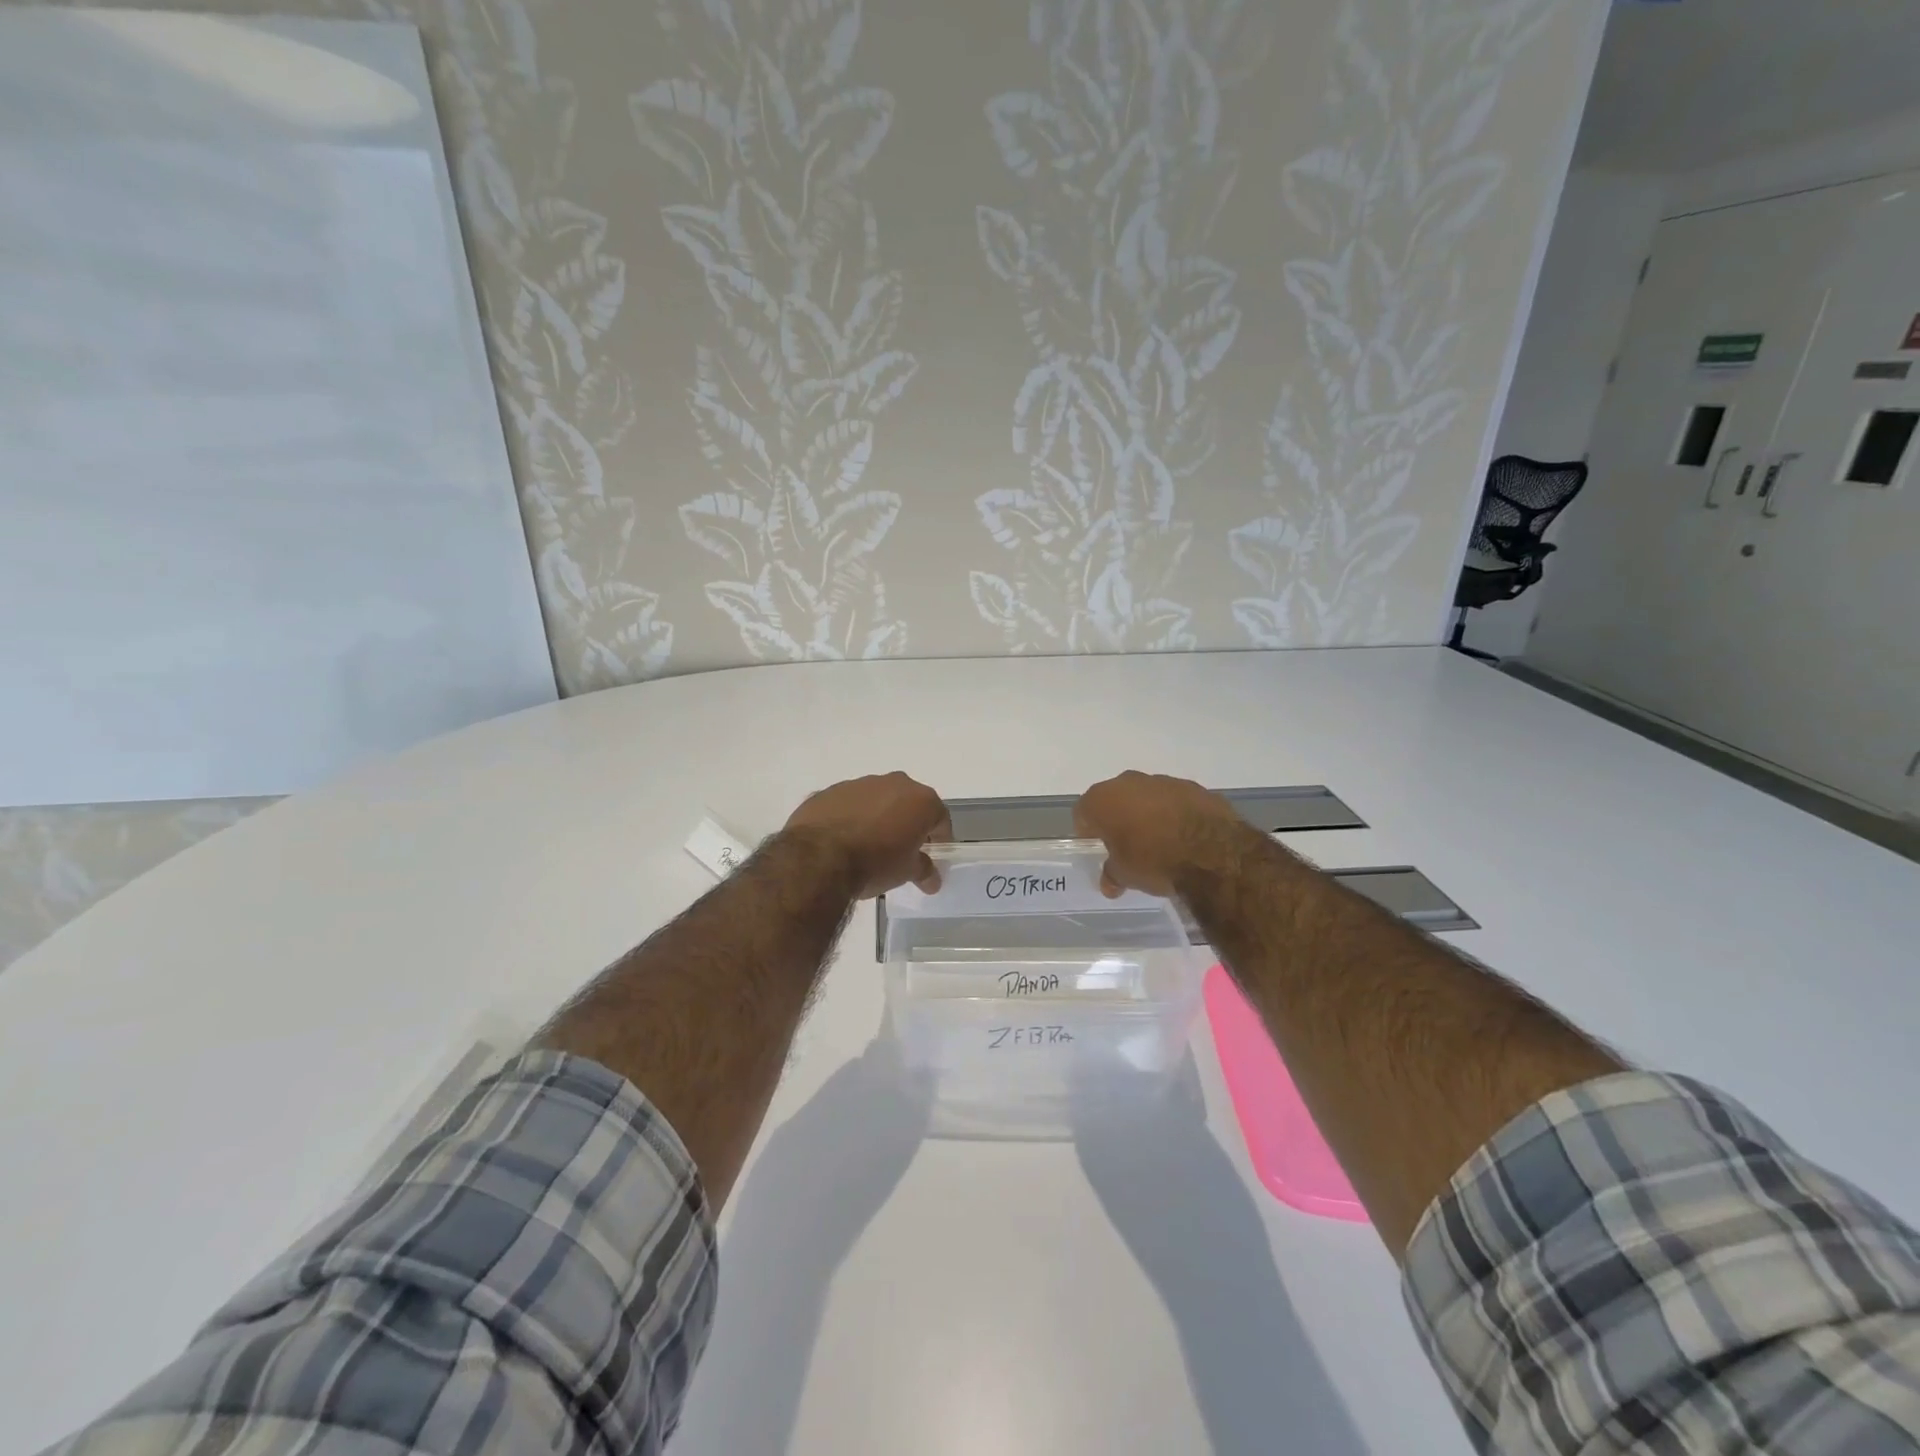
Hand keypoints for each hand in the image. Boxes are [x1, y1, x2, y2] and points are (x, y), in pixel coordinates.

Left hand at [784, 772, 951, 897]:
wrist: (818, 858)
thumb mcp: (906, 872)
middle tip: (902, 850)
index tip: (932, 856)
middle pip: (909, 803)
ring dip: (878, 818)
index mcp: (920, 799)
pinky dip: (851, 818)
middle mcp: (893, 783)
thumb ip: (924, 870)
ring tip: (868, 846)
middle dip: (908, 824)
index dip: (939, 839)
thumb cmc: (875, 862)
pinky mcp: (830, 791)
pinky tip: (842, 841)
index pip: (940, 819)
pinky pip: (848, 805)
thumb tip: (932, 879)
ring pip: (877, 800)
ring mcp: (859, 784)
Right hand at [1074, 771, 1247, 897]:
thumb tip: (1109, 883)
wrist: (1213, 853)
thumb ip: (1112, 874)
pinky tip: (1184, 836)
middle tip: (1126, 842)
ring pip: (1147, 796)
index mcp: (1103, 799)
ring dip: (1148, 813)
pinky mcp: (1194, 787)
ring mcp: (1164, 781)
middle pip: (1115, 798)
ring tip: (1159, 840)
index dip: (1088, 829)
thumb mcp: (1125, 875)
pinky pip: (1175, 800)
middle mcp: (1129, 782)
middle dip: (1118, 817)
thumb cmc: (1154, 861)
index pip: (1084, 811)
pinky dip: (1175, 813)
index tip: (1097, 845)